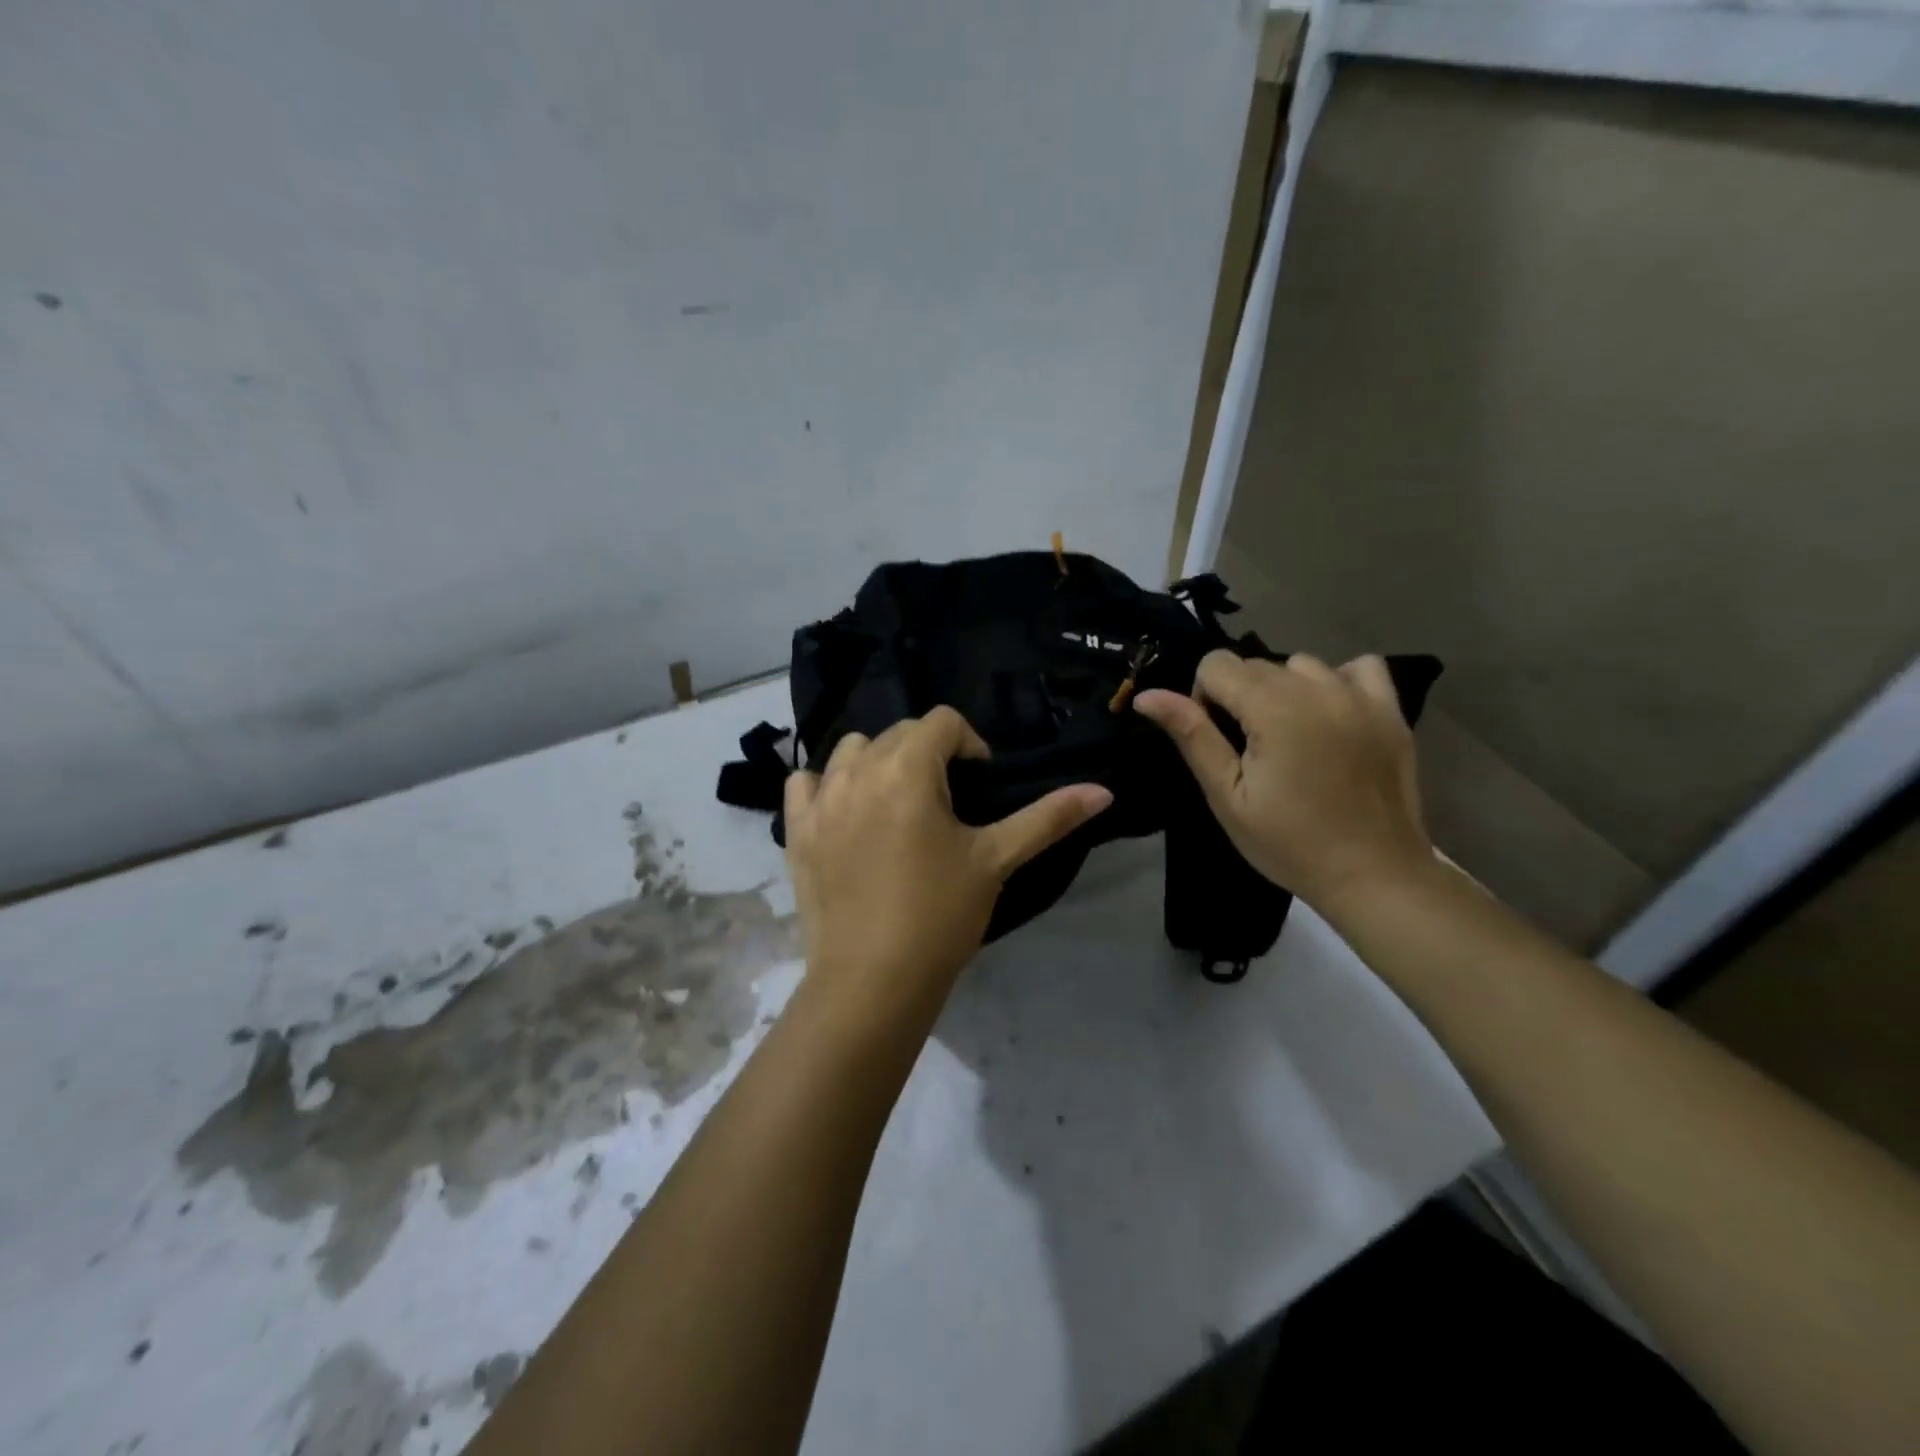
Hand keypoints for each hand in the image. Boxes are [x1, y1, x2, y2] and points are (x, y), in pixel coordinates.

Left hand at [783, 707, 1112, 1030]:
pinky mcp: (795, 829)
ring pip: (851, 750)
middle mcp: (857, 770)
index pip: (943, 721)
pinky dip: (827, 785)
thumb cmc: (940, 914)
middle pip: (899, 732)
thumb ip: (1048, 817)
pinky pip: (805, 783)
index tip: (979, 785)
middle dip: (928, 754)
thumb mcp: (996, 860)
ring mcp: (820, 798)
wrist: (872, 980)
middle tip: (946, 803)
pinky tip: (847, 812)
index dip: (970, 744)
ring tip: (898, 803)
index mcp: (907, 768)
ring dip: (878, 762)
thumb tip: (1104, 790)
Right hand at [1134, 652, 1432, 910]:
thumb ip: (1191, 736)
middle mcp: (1318, 688)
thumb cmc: (1289, 843)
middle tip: (1251, 752)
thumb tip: (1146, 695)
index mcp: (1274, 708)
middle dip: (1240, 697)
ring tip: (1291, 737)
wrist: (1374, 875)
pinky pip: (1358, 668)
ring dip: (1284, 690)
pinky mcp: (1391, 711)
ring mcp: (1360, 696)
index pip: (1216, 664)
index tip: (1218, 741)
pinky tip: (1331, 716)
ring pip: (1300, 665)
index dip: (1203, 698)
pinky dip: (1337, 682)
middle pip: (1256, 663)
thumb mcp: (1227, 796)